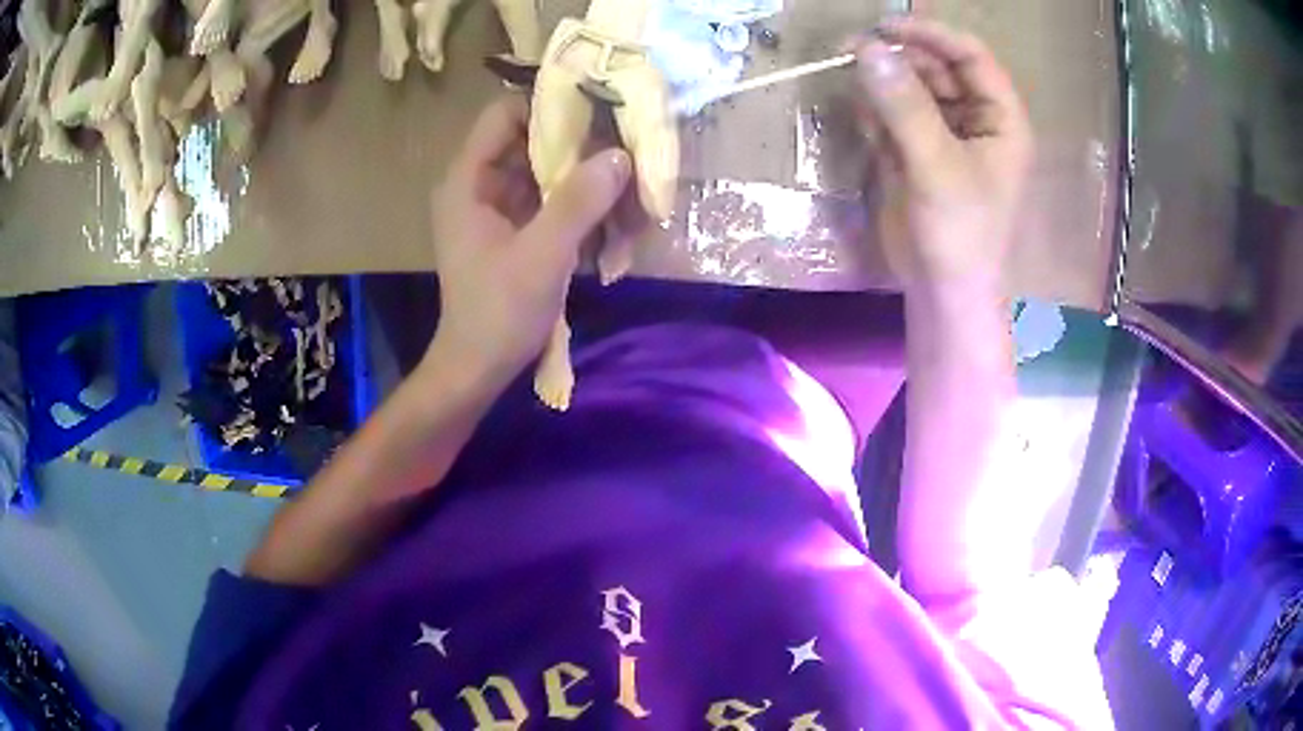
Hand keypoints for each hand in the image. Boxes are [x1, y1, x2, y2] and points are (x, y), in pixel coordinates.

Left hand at [426, 96, 630, 382]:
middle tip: (623, 151)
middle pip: (530, 139)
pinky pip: (548, 198)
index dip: (549, 106)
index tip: (597, 113)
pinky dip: (577, 203)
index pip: (505, 113)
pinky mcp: (512, 228)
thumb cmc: (499, 313)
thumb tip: (620, 154)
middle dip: (577, 144)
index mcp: (468, 180)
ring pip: (543, 169)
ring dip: (583, 176)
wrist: (478, 368)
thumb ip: (579, 202)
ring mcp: (496, 206)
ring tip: (625, 186)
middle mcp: (479, 183)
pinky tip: (609, 218)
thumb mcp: (542, 256)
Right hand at [853, 18, 1032, 289]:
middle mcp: (974, 119)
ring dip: (881, 80)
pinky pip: (892, 113)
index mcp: (1000, 119)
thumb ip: (905, 107)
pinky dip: (874, 108)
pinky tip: (861, 116)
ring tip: (849, 75)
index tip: (886, 26)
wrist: (940, 290)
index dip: (933, 34)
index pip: (972, 57)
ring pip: (911, 87)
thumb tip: (867, 49)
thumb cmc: (960, 233)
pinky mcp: (914, 150)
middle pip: (937, 67)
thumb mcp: (938, 166)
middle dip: (899, 56)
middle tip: (852, 49)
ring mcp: (943, 133)